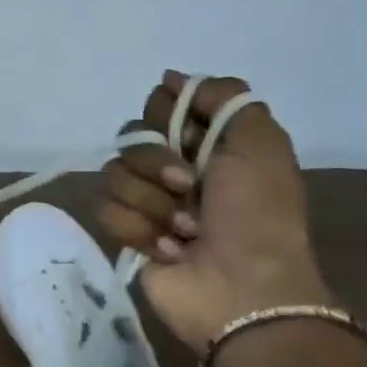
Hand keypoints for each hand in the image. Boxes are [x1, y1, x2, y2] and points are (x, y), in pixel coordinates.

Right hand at [99, 71, 332, 351]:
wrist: (242, 288)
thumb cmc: (257, 215)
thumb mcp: (260, 142)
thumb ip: (223, 97)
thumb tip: (170, 77)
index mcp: (209, 144)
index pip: (160, 106)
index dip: (166, 116)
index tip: (187, 134)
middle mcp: (175, 168)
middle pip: (131, 137)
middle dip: (156, 161)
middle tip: (187, 185)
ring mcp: (149, 202)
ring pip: (114, 174)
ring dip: (151, 202)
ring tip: (185, 230)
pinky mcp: (128, 234)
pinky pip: (106, 210)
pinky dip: (138, 229)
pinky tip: (168, 249)